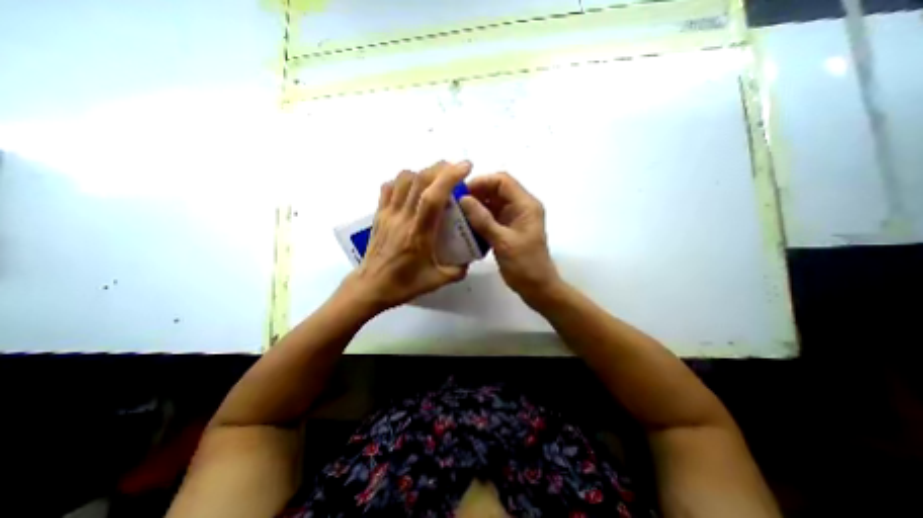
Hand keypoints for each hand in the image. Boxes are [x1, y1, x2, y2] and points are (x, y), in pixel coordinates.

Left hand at [348, 161, 474, 311]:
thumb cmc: (403, 284)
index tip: (465, 166)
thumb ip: (457, 270)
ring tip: (436, 178)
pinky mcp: (379, 214)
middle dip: (440, 168)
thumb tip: (468, 260)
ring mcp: (388, 214)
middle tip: (455, 169)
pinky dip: (403, 181)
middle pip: (419, 180)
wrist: (370, 287)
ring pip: (403, 179)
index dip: (450, 177)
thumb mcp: (436, 281)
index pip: (433, 197)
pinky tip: (412, 188)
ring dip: (422, 172)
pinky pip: (389, 188)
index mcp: (418, 233)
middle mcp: (402, 218)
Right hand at [458, 175, 558, 302]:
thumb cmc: (525, 265)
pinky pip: (491, 217)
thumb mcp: (503, 242)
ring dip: (476, 206)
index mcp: (526, 205)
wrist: (536, 287)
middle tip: (456, 204)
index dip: (482, 182)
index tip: (462, 192)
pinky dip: (479, 218)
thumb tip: (463, 199)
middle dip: (476, 194)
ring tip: (457, 213)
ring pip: (492, 203)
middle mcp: (521, 207)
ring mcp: (514, 218)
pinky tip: (465, 224)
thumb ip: (483, 220)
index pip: (503, 181)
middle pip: (496, 190)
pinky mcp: (507, 229)